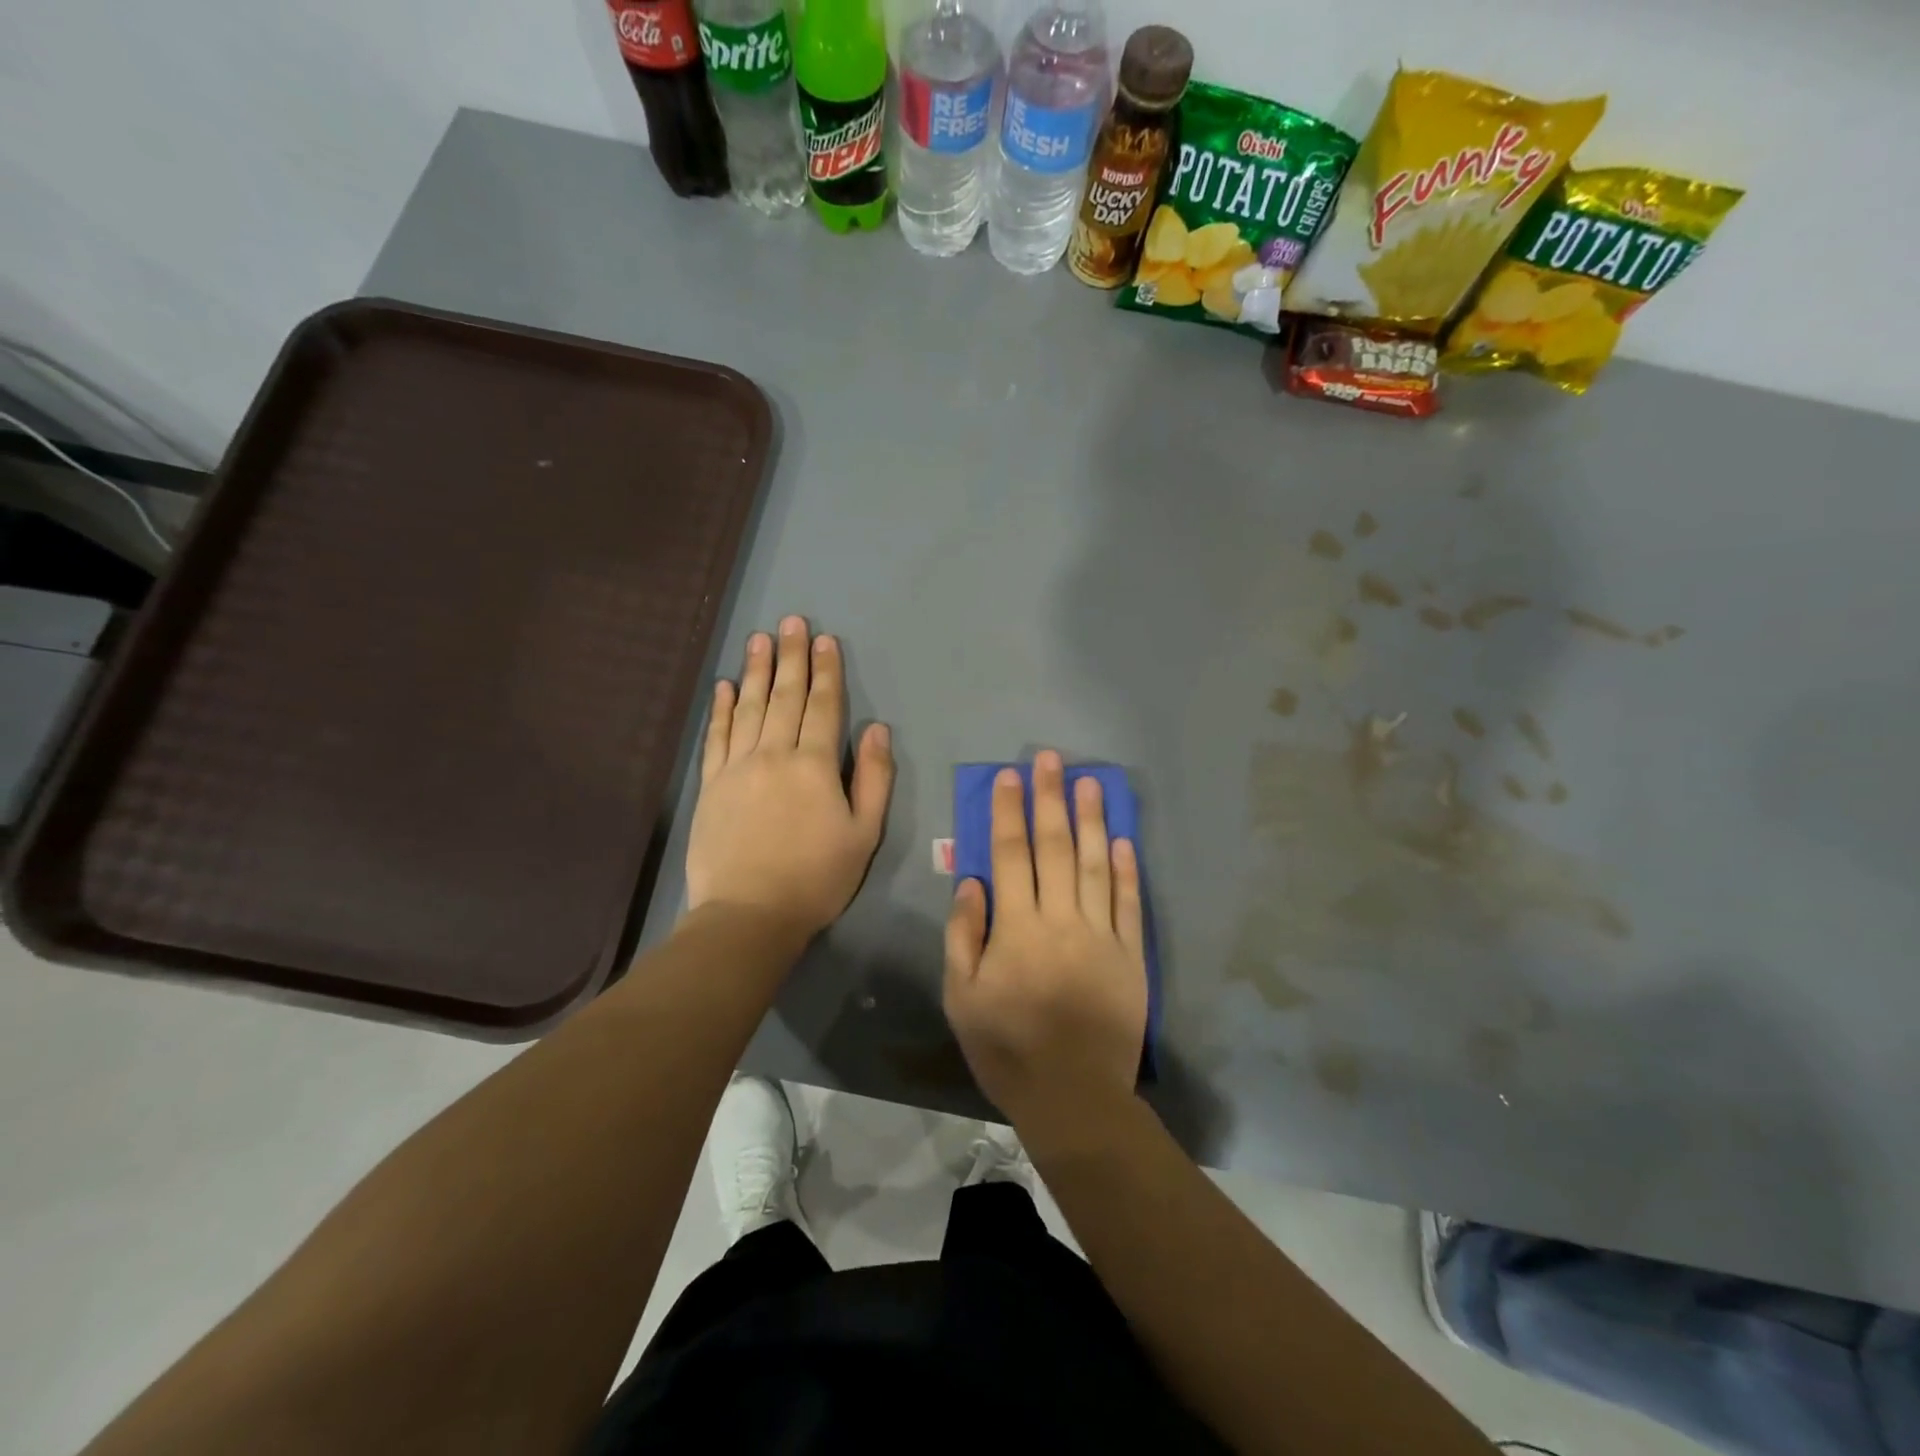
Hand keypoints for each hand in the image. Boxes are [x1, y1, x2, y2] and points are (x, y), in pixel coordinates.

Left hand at [687, 616, 894, 936]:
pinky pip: (716, 737)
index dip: (826, 672)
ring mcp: (737, 767)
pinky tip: (725, 686)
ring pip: (749, 708)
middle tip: (792, 622)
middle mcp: (774, 755)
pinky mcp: (710, 785)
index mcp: (815, 765)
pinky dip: (721, 709)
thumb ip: (873, 778)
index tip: (825, 640)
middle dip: (791, 657)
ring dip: (756, 671)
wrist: (749, 914)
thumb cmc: (817, 878)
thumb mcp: (864, 834)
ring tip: (760, 639)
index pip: (823, 707)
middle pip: (784, 697)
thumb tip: (876, 729)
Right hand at [943, 751, 1147, 1136]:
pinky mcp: (1132, 955)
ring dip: (1093, 820)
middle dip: (1050, 799)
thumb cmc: (1006, 1048)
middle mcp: (1062, 919)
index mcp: (1017, 928)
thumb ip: (963, 935)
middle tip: (1051, 759)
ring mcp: (1102, 935)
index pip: (1011, 854)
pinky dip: (1128, 869)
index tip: (1009, 777)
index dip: (1009, 812)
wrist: (1073, 1096)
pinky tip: (1124, 840)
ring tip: (1090, 782)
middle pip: (1056, 847)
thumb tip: (972, 882)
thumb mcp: (961, 997)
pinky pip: (1130, 903)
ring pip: (1097, 865)